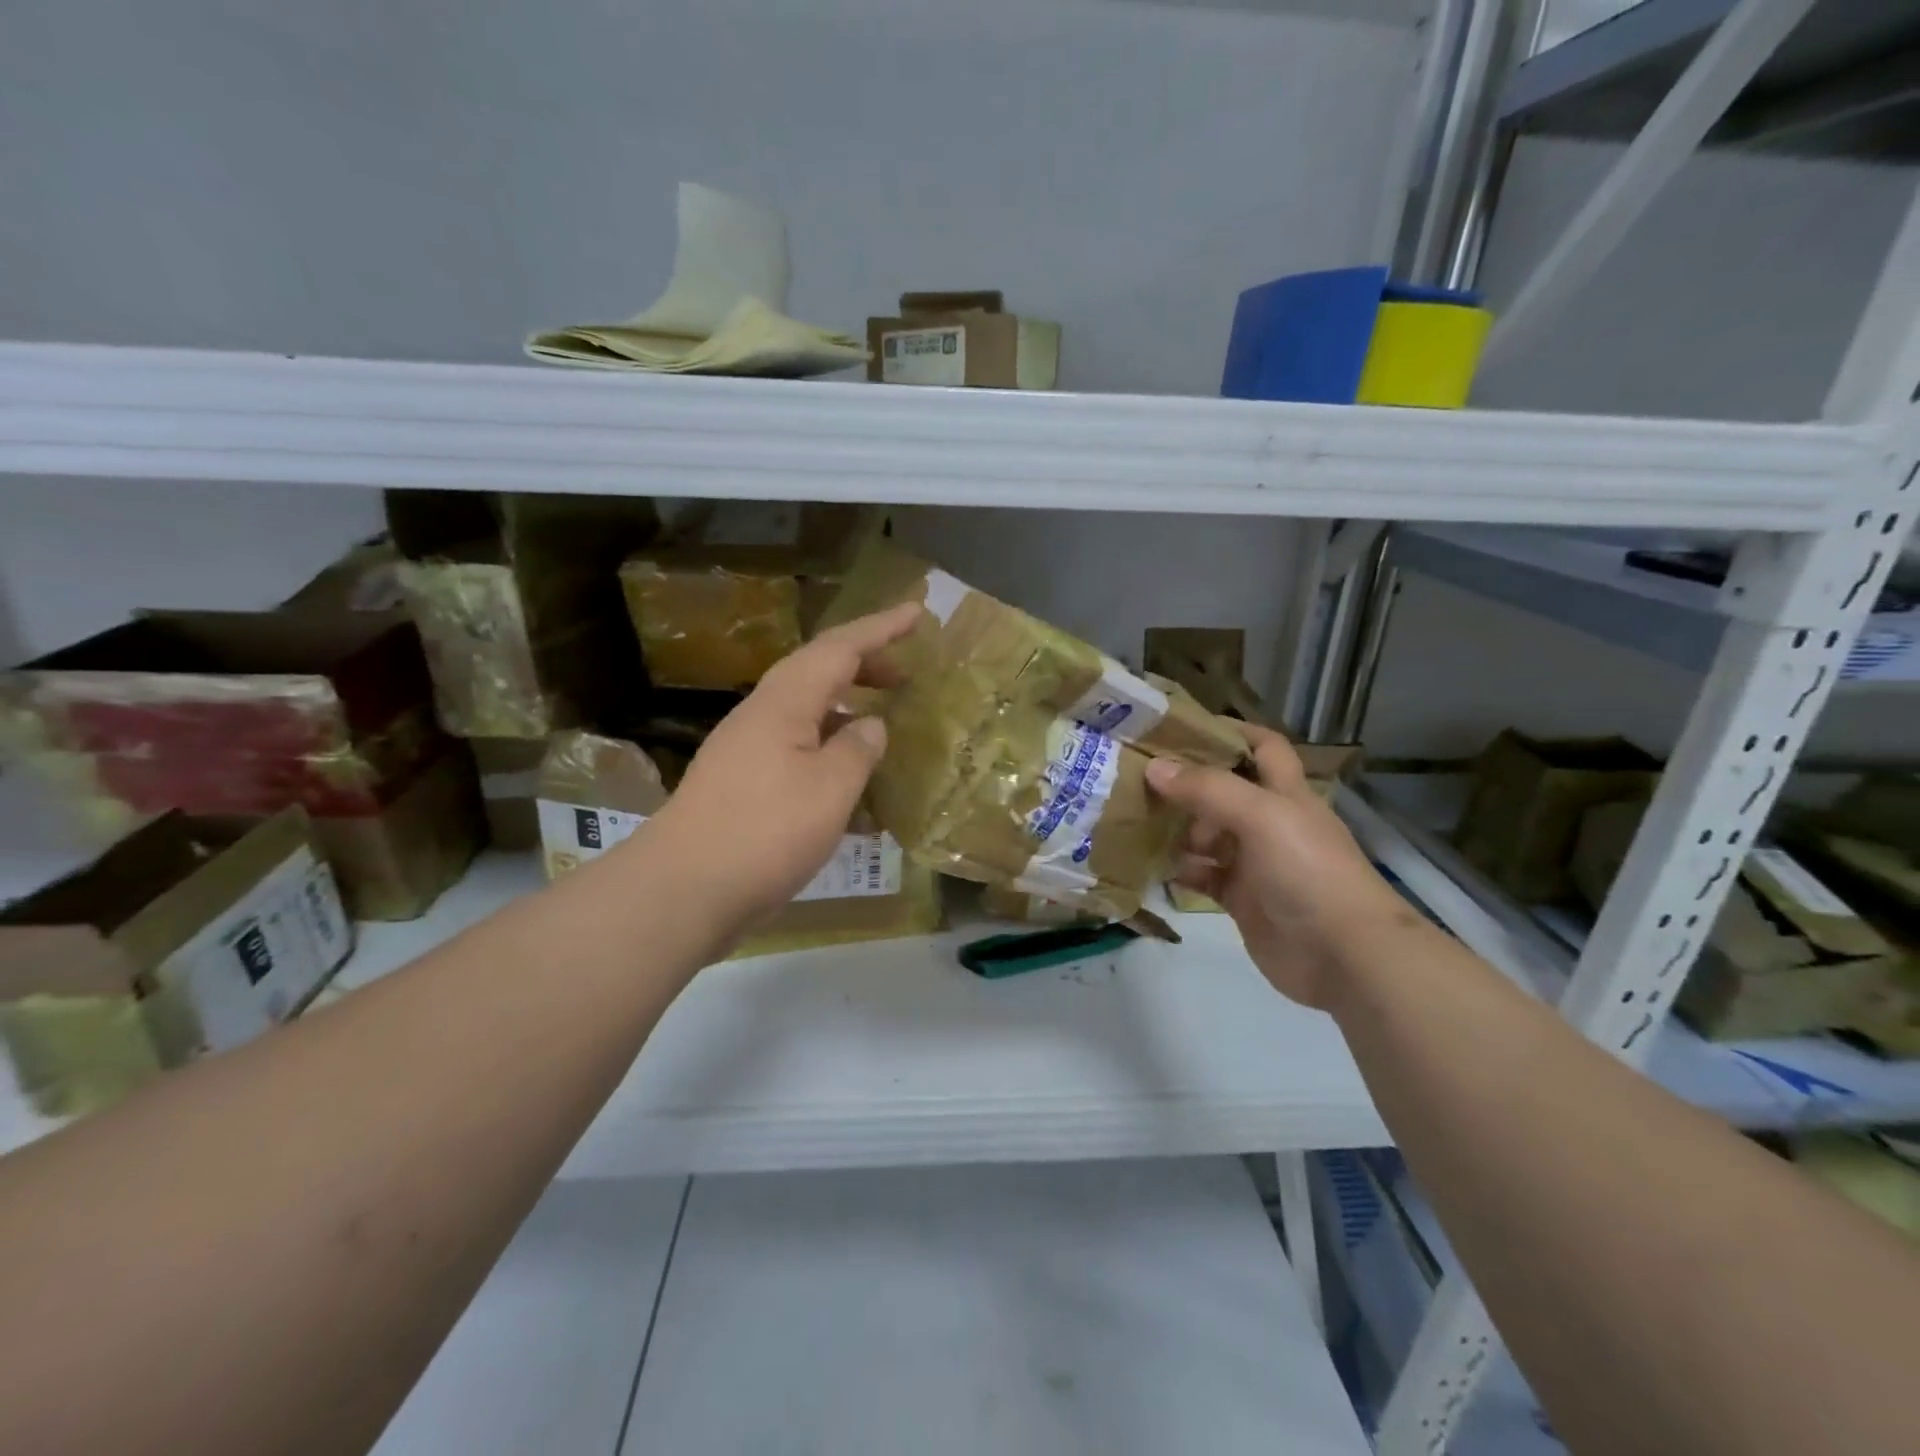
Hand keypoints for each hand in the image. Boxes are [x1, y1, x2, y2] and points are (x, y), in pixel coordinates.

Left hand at [649, 602, 921, 931]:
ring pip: (808, 715)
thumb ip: (858, 749)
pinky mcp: (743, 785)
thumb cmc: (765, 832)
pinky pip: (797, 753)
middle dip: (864, 668)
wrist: (684, 889)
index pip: (839, 648)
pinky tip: (852, 793)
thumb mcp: (830, 790)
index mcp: (784, 703)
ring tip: (883, 730)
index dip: (881, 628)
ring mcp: (747, 751)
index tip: (918, 612)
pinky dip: (830, 757)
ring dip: (847, 714)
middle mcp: (762, 716)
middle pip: (819, 673)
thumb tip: (871, 725)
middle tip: (904, 678)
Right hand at [1145, 722, 1409, 1009]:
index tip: (1180, 727)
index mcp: (1286, 793)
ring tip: (1135, 819)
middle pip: (1224, 792)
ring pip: (1209, 835)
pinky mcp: (1243, 900)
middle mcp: (1270, 823)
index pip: (1262, 747)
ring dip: (1177, 828)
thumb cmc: (1308, 872)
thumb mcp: (1261, 816)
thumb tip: (1154, 766)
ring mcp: (1256, 863)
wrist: (1345, 956)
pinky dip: (1180, 870)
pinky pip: (1204, 877)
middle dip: (1187, 783)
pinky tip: (1152, 865)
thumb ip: (1208, 789)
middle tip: (1138, 777)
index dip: (1230, 731)